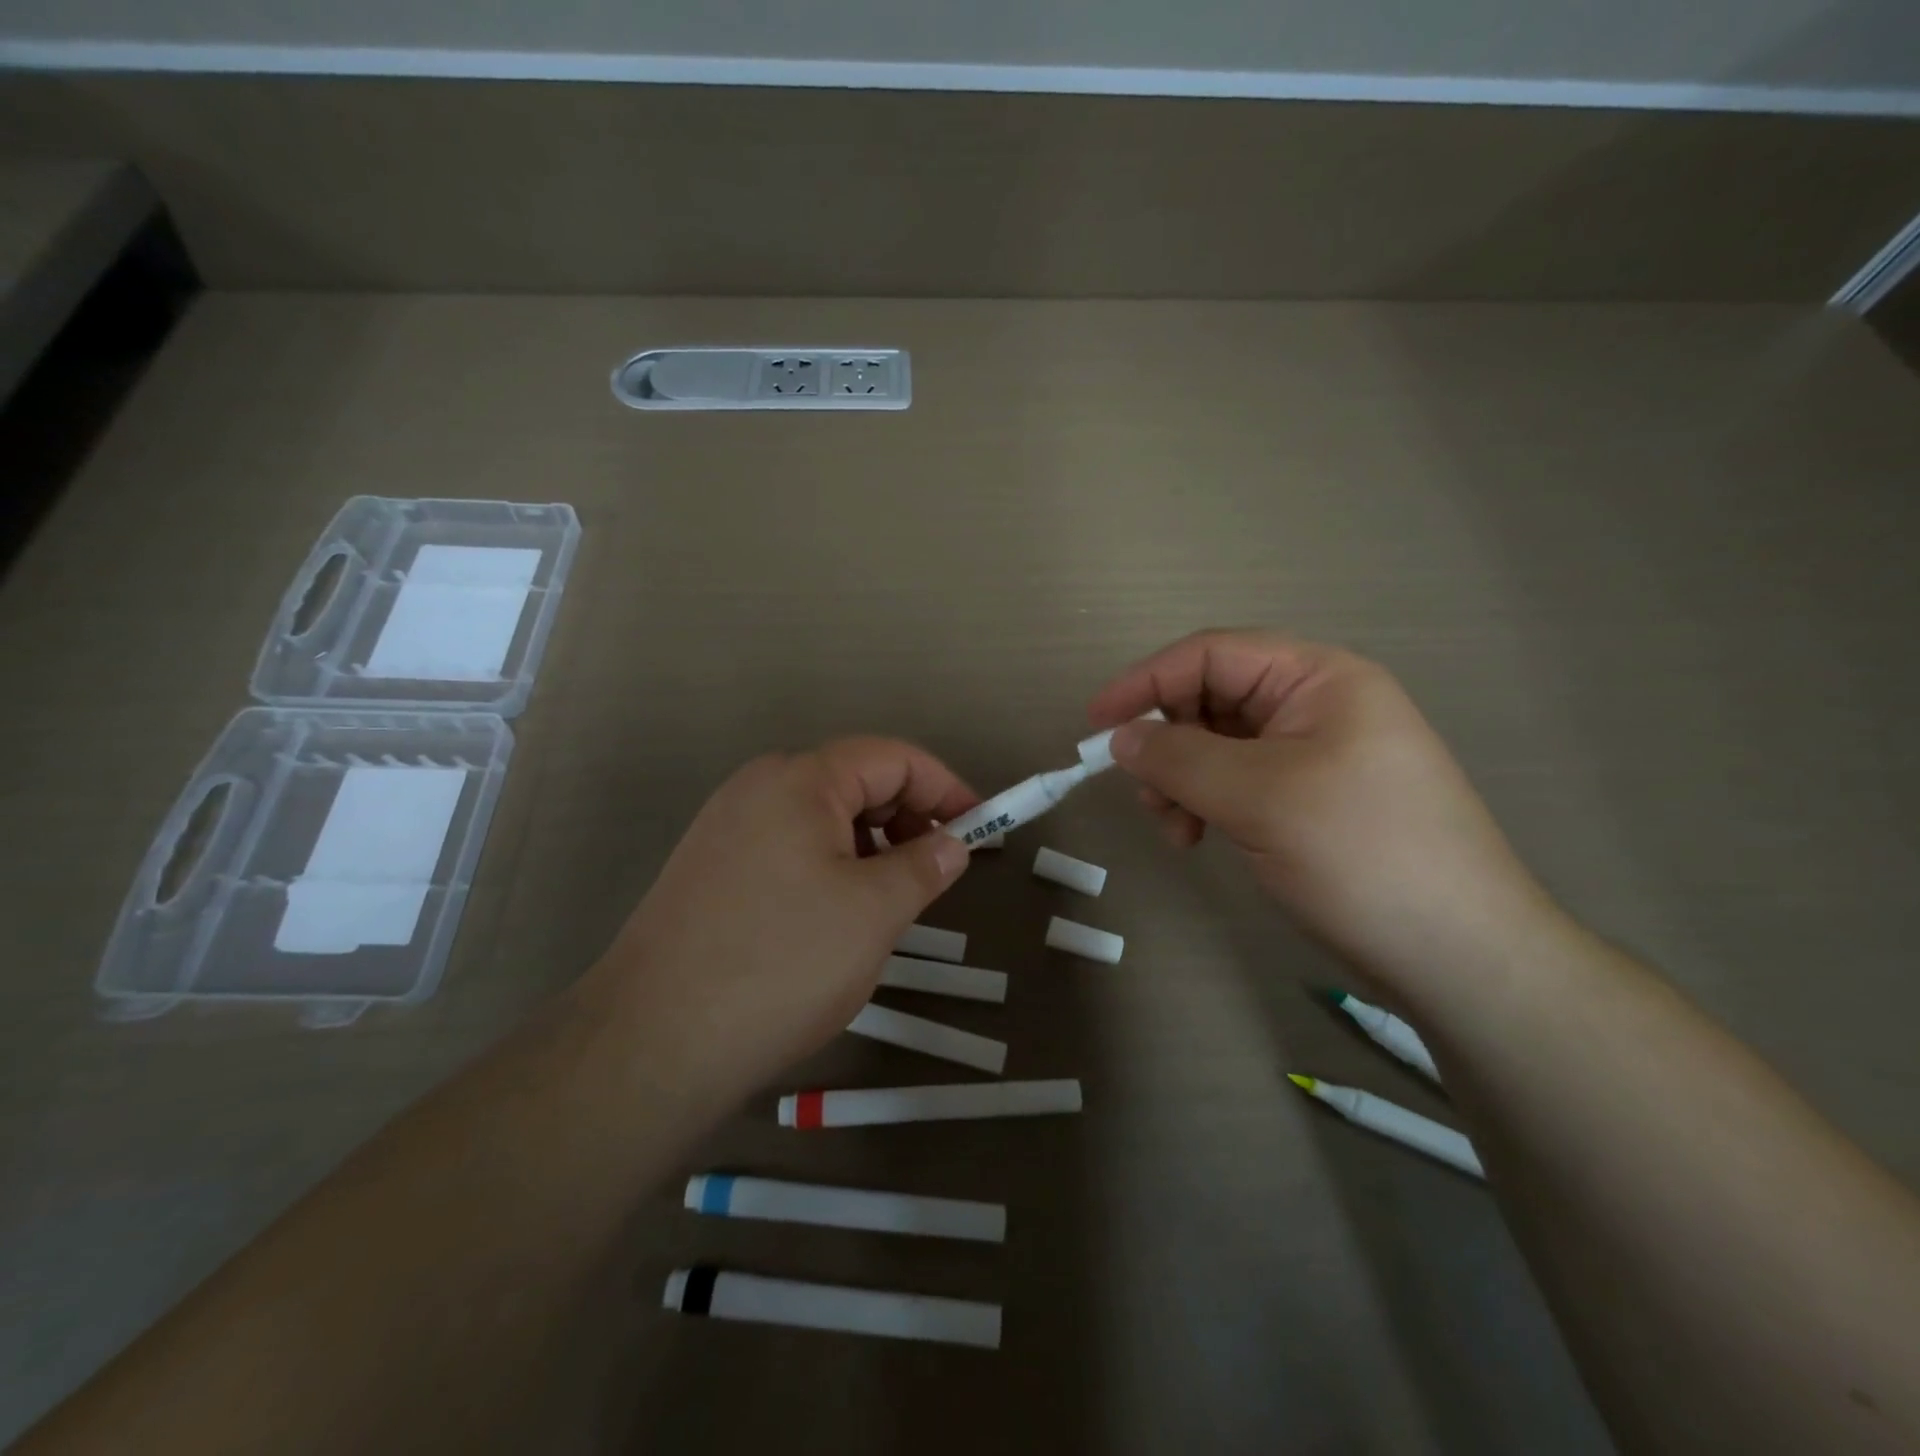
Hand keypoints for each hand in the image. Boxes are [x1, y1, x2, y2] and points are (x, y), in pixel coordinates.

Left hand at [577, 739, 976, 1108]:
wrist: (652, 1042)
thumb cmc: (781, 964)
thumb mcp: (874, 912)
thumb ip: (924, 866)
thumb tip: (953, 843)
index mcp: (800, 779)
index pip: (892, 758)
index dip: (945, 787)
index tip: (981, 827)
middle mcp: (758, 787)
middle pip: (855, 781)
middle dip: (908, 817)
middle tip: (939, 869)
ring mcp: (727, 827)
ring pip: (822, 817)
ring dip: (871, 845)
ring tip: (892, 899)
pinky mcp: (711, 868)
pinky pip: (790, 846)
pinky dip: (831, 865)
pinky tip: (838, 914)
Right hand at [1089, 630, 1550, 985]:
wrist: (1457, 954)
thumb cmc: (1362, 853)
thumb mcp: (1259, 797)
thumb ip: (1178, 758)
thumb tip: (1120, 739)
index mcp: (1318, 678)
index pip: (1211, 655)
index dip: (1146, 681)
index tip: (1095, 722)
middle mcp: (1314, 705)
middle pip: (1210, 699)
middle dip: (1167, 742)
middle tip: (1145, 794)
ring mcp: (1311, 754)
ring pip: (1215, 746)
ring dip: (1181, 779)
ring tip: (1174, 827)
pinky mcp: (1305, 799)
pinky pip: (1234, 782)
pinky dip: (1204, 803)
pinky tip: (1197, 839)